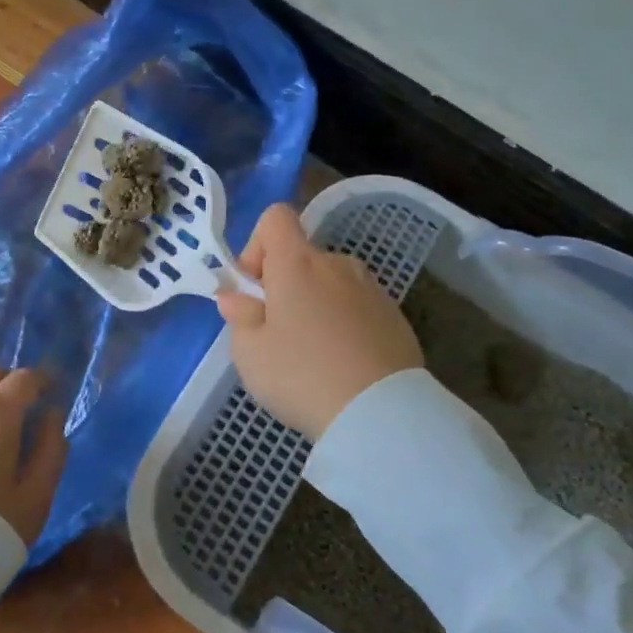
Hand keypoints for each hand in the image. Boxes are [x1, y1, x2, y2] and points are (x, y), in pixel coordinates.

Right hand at [216, 204, 423, 438]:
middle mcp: (337, 264)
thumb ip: (239, 316)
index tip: (255, 289)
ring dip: (316, 304)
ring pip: (331, 283)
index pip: (276, 218)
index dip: (257, 245)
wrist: (380, 414)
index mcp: (297, 263)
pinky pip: (357, 307)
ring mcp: (371, 289)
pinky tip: (343, 364)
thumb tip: (236, 297)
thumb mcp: (250, 352)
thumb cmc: (301, 375)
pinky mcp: (395, 317)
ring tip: (313, 354)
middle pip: (303, 256)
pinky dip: (344, 324)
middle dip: (285, 285)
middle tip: (278, 334)